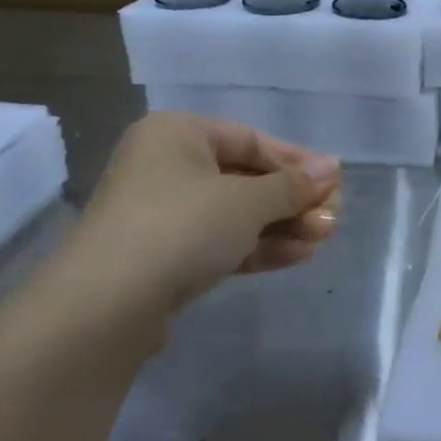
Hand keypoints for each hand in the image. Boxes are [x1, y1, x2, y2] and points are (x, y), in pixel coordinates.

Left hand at [58, 113, 340, 314]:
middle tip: (332, 217)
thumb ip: (294, 185)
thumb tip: (333, 168)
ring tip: (324, 238)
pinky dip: (258, 246)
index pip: (251, 140)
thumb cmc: (182, 226)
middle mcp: (166, 167)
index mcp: (178, 135)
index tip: (334, 182)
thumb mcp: (248, 200)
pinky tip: (298, 255)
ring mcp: (161, 215)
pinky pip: (220, 242)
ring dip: (282, 226)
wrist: (107, 305)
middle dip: (292, 201)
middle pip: (246, 179)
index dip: (297, 162)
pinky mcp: (162, 257)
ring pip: (236, 214)